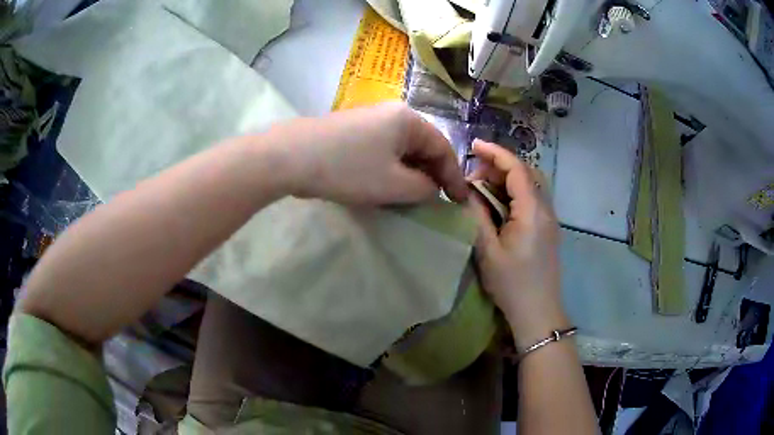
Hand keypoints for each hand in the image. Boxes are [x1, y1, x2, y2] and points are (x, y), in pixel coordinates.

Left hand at [273, 102, 468, 204]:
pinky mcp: (352, 129)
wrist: (290, 156)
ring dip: (410, 172)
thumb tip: (431, 187)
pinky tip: (385, 183)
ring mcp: (370, 119)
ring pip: (401, 148)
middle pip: (422, 146)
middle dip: (431, 174)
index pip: (442, 148)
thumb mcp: (394, 185)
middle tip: (436, 200)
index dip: (454, 178)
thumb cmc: (348, 169)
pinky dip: (391, 167)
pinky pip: (383, 149)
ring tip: (412, 196)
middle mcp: (392, 113)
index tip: (460, 202)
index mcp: (408, 120)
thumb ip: (424, 189)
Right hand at [469, 139, 568, 348]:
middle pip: (526, 173)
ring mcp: (549, 220)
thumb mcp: (488, 251)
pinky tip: (498, 205)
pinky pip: (532, 200)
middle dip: (500, 166)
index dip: (495, 153)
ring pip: (530, 185)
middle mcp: (546, 209)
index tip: (473, 146)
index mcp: (532, 211)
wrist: (538, 312)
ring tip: (482, 189)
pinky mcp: (547, 229)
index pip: (517, 169)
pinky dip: (514, 193)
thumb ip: (477, 216)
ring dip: (507, 180)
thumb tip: (467, 191)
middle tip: (474, 175)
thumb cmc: (512, 285)